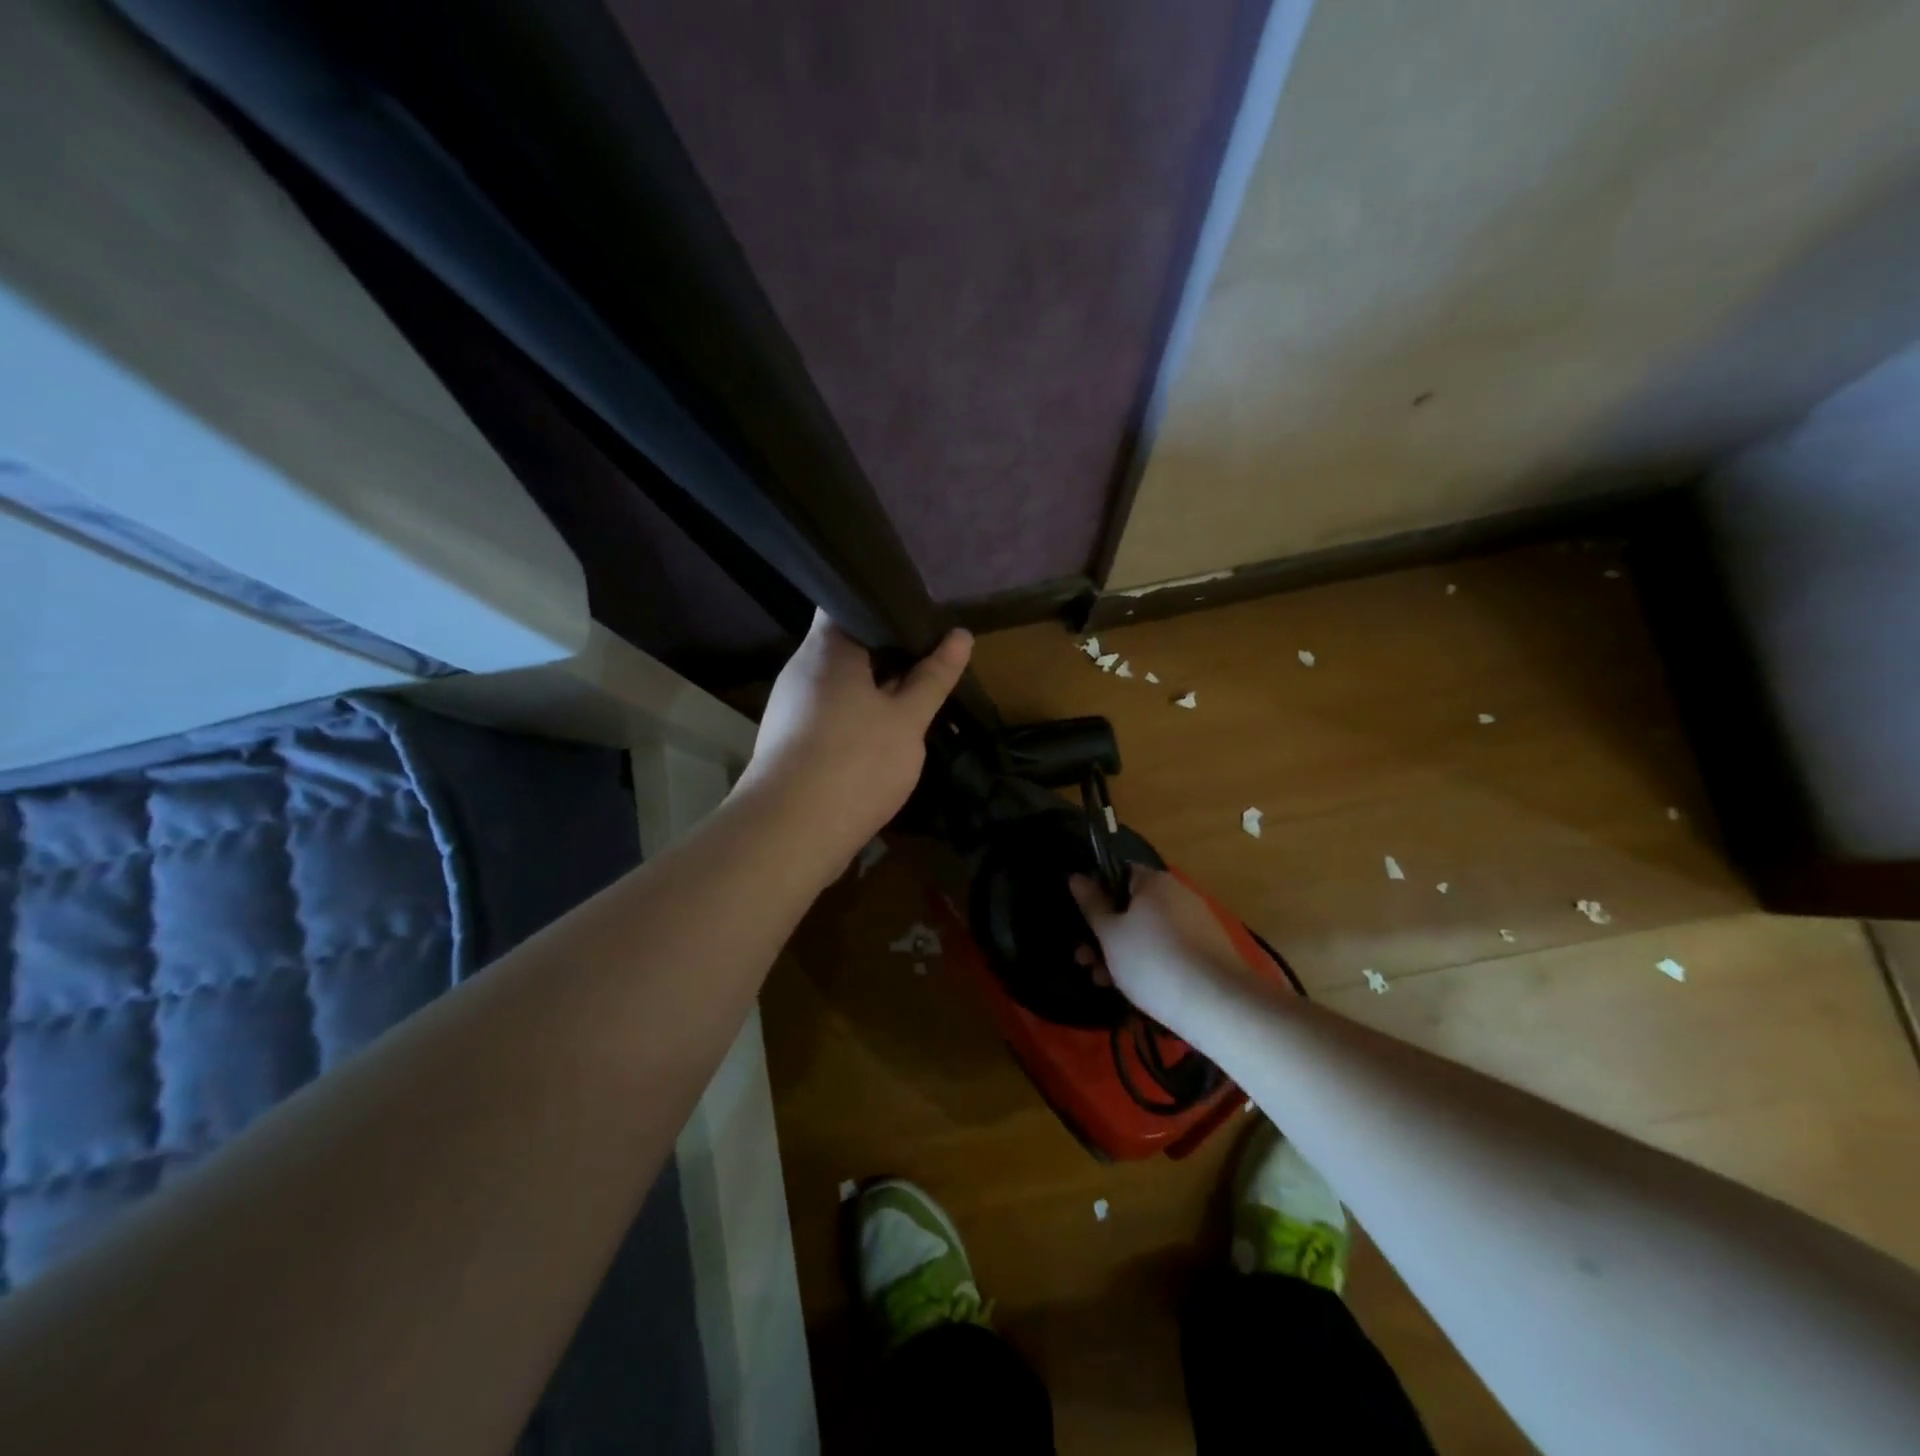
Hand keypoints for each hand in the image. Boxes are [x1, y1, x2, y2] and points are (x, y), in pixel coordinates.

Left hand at [735, 609, 972, 864]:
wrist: (791, 833)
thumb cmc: (855, 761)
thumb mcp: (907, 719)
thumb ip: (933, 676)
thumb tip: (961, 635)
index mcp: (826, 648)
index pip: (848, 600)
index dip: (885, 603)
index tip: (922, 617)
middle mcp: (802, 669)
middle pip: (848, 645)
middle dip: (890, 652)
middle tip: (933, 657)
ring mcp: (792, 707)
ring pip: (842, 684)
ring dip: (876, 689)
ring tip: (918, 694)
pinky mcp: (792, 741)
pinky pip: (832, 714)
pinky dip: (859, 716)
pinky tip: (886, 734)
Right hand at [1068, 865, 1260, 1033]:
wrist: (1217, 1004)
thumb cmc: (1152, 960)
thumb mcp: (1110, 934)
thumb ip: (1091, 904)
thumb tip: (1076, 875)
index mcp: (1154, 881)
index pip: (1118, 873)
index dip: (1096, 894)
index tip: (1082, 919)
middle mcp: (1178, 895)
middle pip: (1131, 907)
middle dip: (1104, 933)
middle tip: (1084, 959)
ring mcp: (1195, 924)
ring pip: (1147, 933)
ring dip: (1120, 953)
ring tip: (1101, 981)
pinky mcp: (1207, 953)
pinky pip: (1167, 950)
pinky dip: (1147, 964)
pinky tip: (1131, 989)